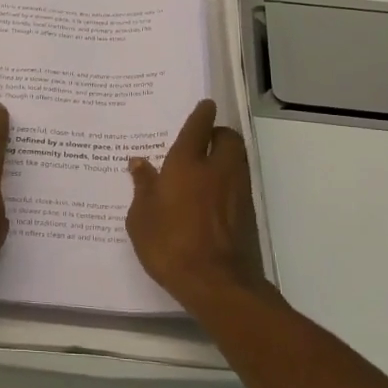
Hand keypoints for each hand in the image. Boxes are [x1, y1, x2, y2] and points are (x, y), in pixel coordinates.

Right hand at [126, 100, 278, 320]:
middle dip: (219, 132)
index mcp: (187, 164)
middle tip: (204, 138)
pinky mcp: (248, 212)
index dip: (202, 114)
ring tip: (208, 164)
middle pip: (228, 138)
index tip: (205, 105)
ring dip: (227, 154)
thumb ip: (142, 187)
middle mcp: (217, 169)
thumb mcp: (140, 218)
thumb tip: (139, 162)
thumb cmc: (170, 245)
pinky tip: (213, 194)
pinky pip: (239, 182)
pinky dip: (229, 179)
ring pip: (238, 158)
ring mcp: (237, 191)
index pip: (198, 128)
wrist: (217, 283)